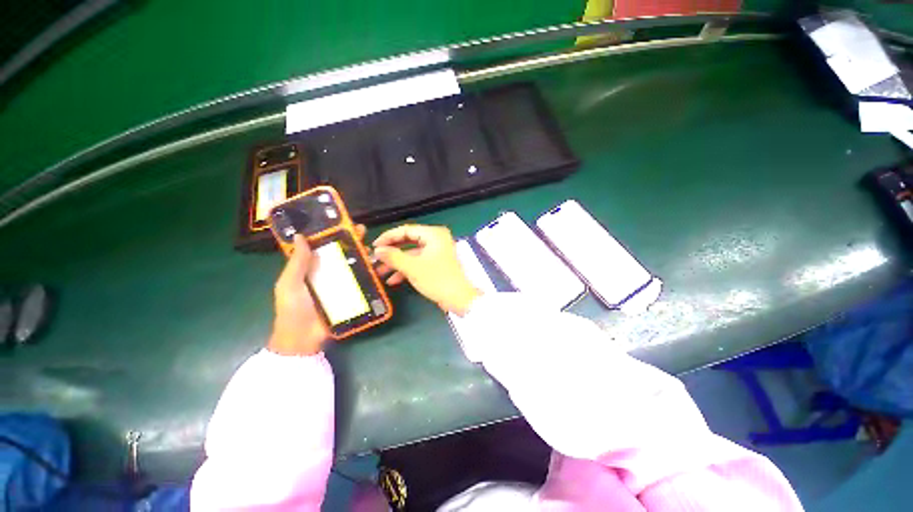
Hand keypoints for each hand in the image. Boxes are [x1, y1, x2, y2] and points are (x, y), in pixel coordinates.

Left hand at [268, 226, 366, 355]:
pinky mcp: (351, 294)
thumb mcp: (288, 284)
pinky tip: (379, 266)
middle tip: (362, 231)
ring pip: (354, 264)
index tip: (341, 223)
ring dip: (364, 255)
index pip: (321, 246)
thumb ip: (296, 262)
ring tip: (372, 247)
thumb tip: (301, 236)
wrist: (304, 338)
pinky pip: (362, 281)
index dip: (331, 234)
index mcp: (309, 267)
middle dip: (351, 241)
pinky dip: (371, 273)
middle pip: (341, 253)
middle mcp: (327, 272)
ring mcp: (340, 283)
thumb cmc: (292, 309)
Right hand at [373, 225, 480, 315]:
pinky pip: (418, 261)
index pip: (406, 230)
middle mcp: (436, 239)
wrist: (459, 299)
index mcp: (433, 234)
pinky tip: (393, 280)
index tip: (374, 246)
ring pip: (412, 253)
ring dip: (397, 263)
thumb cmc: (437, 279)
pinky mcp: (437, 263)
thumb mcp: (412, 267)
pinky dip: (407, 269)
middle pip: (408, 241)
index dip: (388, 237)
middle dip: (392, 252)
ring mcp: (437, 252)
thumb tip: (377, 250)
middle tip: (375, 259)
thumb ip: (393, 257)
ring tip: (380, 272)